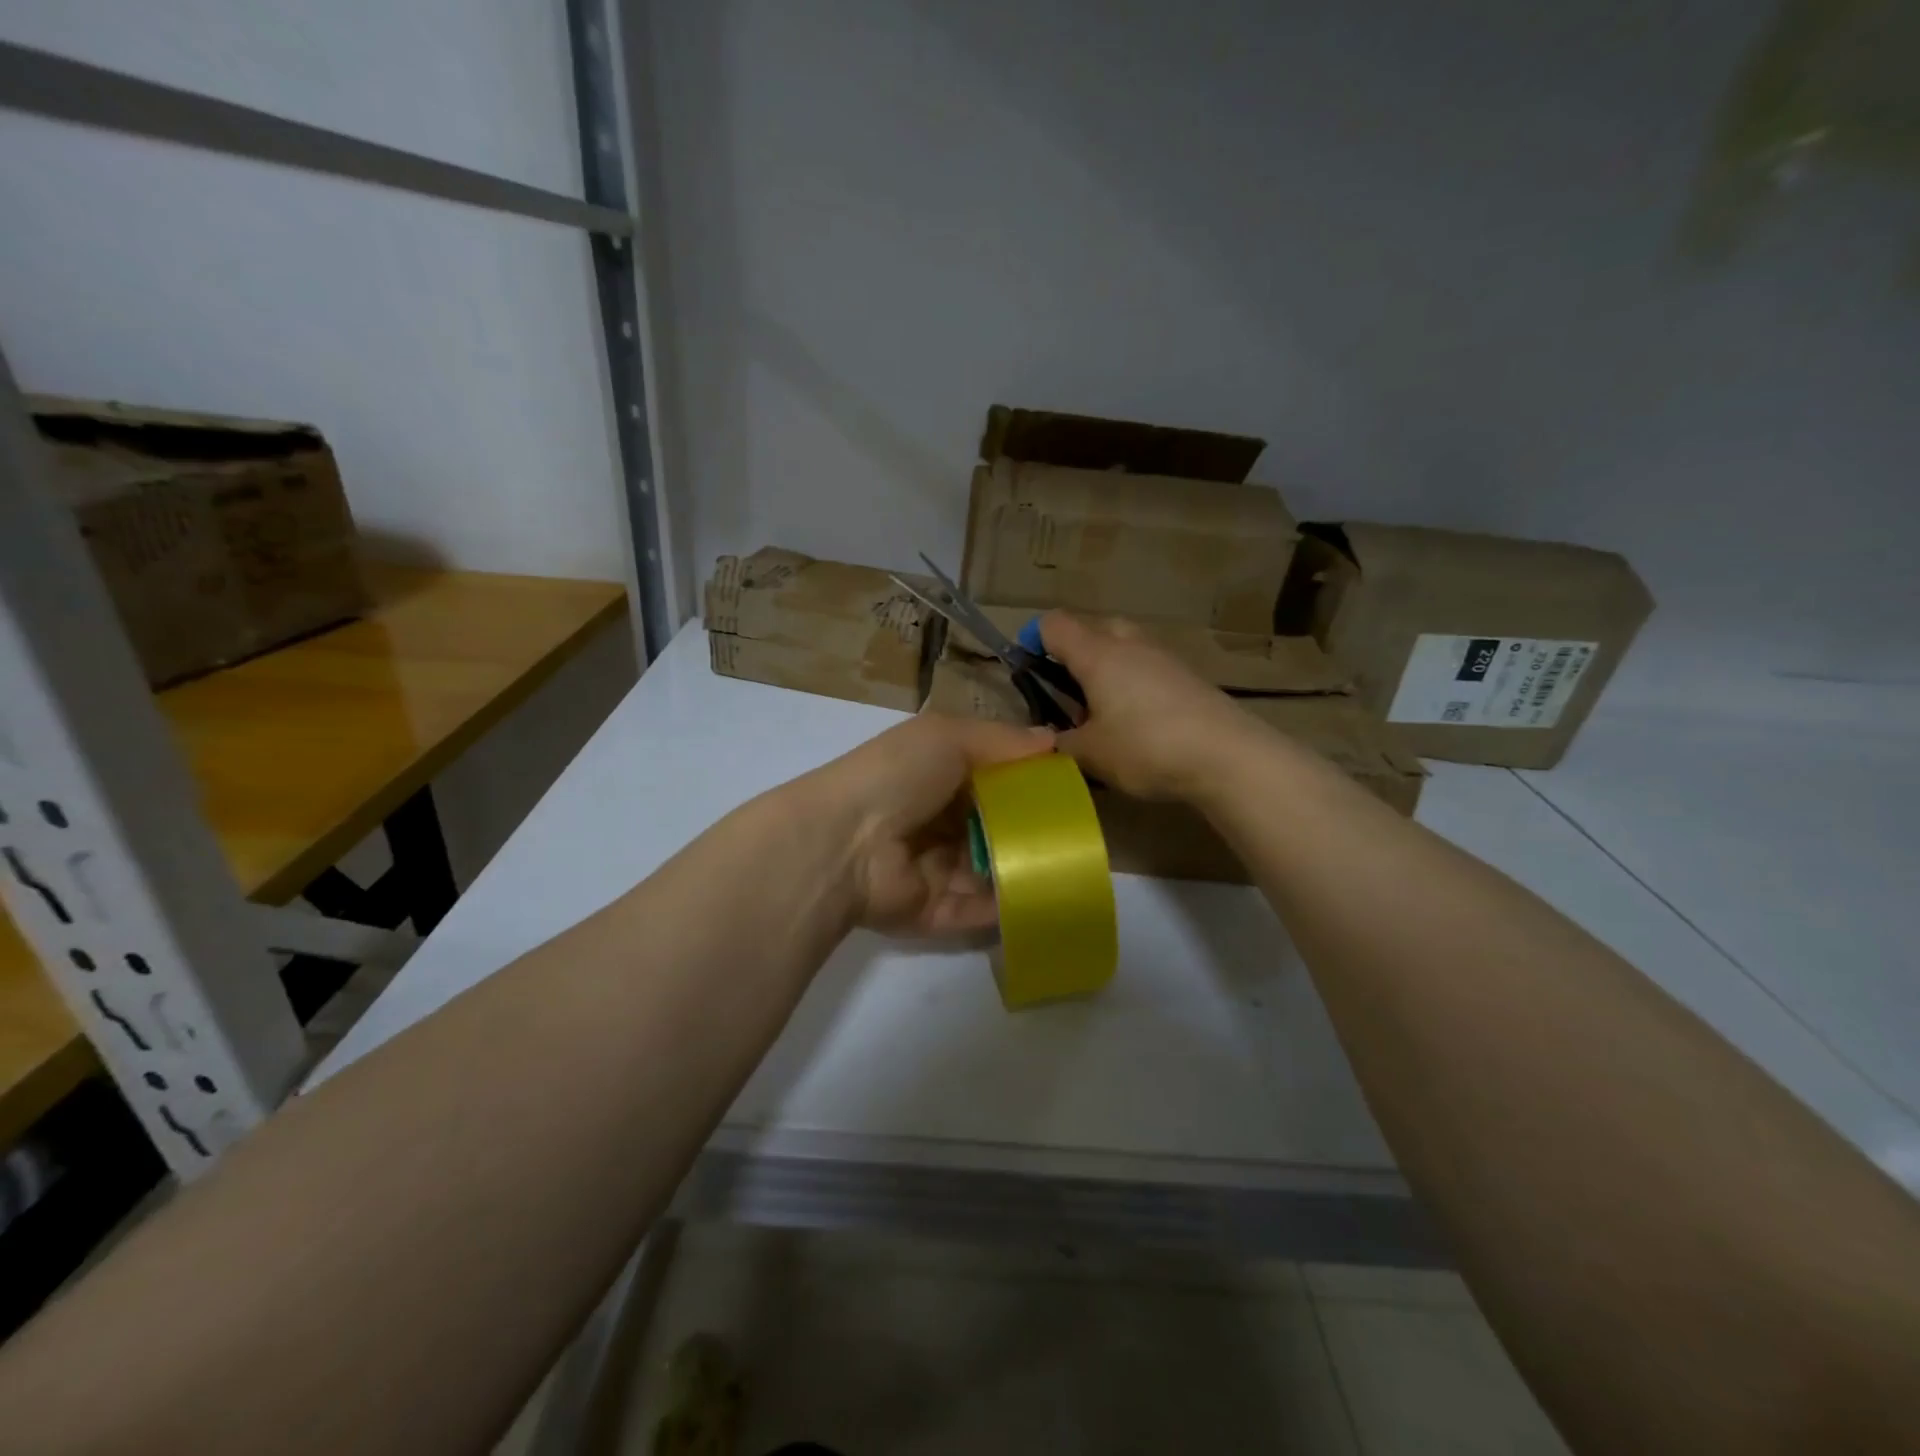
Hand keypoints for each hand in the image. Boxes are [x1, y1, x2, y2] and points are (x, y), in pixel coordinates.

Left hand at [802, 713, 1055, 935]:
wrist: (843, 842)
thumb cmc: (897, 777)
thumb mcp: (947, 737)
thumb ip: (1001, 740)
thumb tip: (1053, 739)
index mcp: (935, 777)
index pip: (991, 780)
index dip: (1028, 781)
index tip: (1072, 786)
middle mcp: (936, 822)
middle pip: (994, 827)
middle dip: (1033, 829)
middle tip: (1084, 831)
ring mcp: (934, 870)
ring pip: (992, 870)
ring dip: (1027, 869)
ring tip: (1079, 867)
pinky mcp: (935, 912)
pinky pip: (980, 910)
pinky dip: (1010, 906)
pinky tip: (1052, 898)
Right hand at [1040, 611, 1262, 801]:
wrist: (1228, 755)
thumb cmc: (1146, 748)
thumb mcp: (1091, 754)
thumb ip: (1062, 742)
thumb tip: (1052, 738)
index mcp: (1097, 654)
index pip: (1054, 625)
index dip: (1034, 641)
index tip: (1030, 673)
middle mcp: (1129, 644)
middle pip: (1092, 627)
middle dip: (1075, 652)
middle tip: (1069, 692)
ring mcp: (1163, 657)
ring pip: (1124, 646)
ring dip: (1107, 668)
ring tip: (1103, 711)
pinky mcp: (1188, 676)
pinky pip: (1148, 666)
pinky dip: (1134, 682)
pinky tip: (1138, 721)